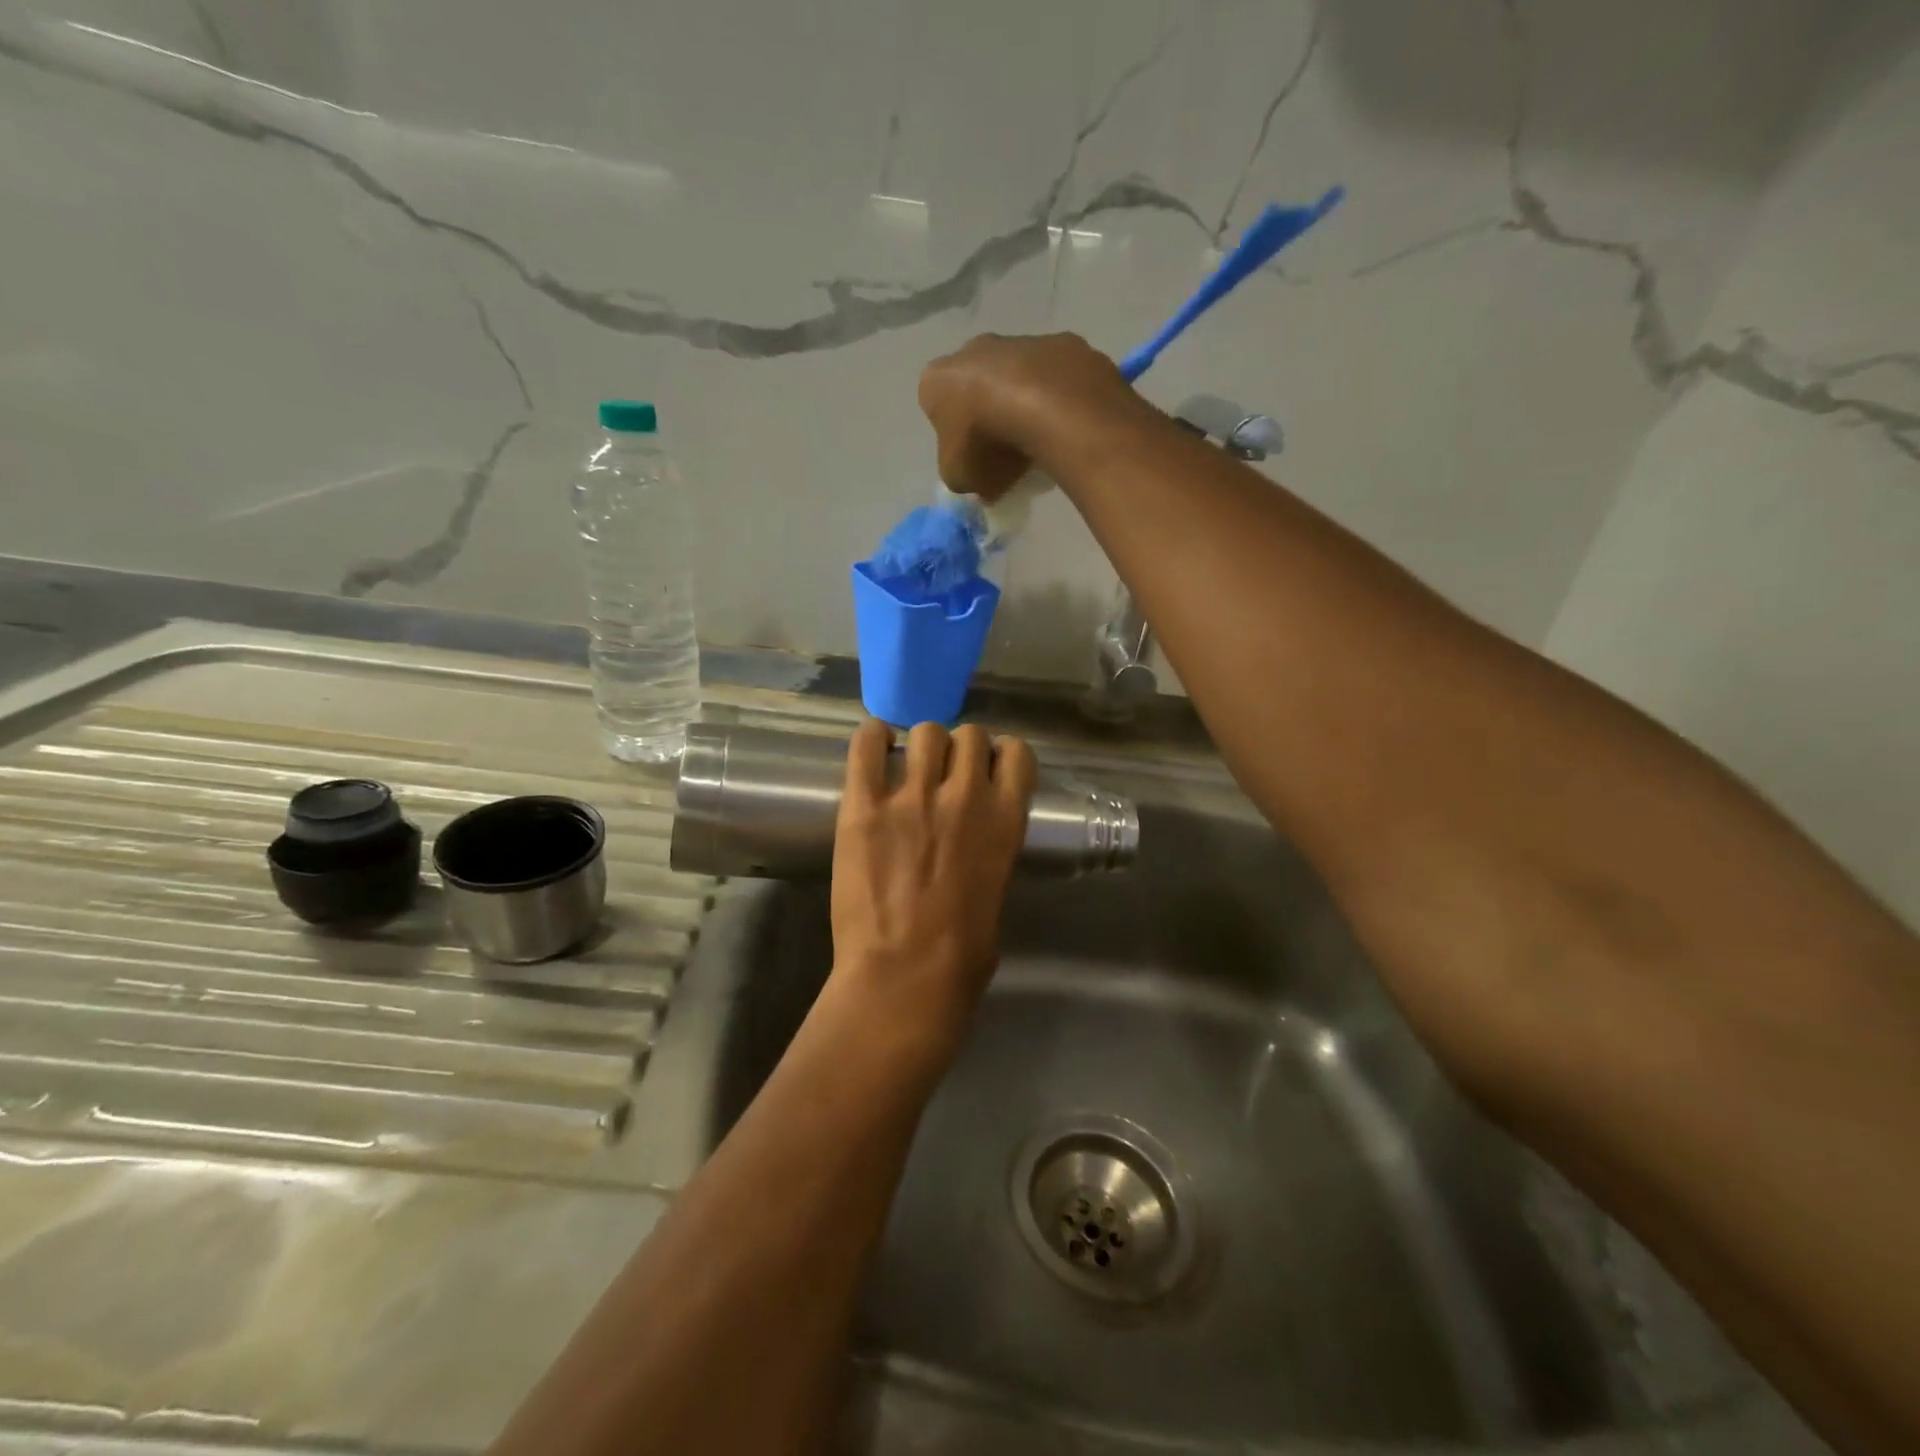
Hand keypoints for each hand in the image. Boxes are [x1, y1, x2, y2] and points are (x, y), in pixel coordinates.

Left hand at [829, 720, 1038, 1041]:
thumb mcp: (997, 892)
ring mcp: (913, 797)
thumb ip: (990, 851)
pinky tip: (874, 749)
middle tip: (942, 774)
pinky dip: (872, 739)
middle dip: (959, 750)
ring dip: (921, 746)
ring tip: (907, 768)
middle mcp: (965, 796)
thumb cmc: (961, 957)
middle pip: (969, 735)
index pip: (1016, 753)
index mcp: (1006, 820)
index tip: (985, 771)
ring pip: (925, 732)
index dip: (999, 757)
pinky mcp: (865, 806)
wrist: (904, 979)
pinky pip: (867, 745)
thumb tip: (973, 839)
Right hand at [918, 333, 1139, 499]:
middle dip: (988, 411)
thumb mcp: (960, 477)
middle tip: (1005, 450)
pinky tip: (1066, 423)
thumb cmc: (985, 441)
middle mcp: (972, 349)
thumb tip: (980, 482)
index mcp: (937, 380)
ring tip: (1040, 440)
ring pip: (1017, 376)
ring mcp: (1018, 340)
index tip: (972, 458)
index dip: (954, 435)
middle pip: (976, 384)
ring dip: (1024, 402)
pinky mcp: (1060, 343)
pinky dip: (1057, 397)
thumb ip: (963, 476)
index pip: (936, 406)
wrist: (1046, 405)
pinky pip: (1054, 377)